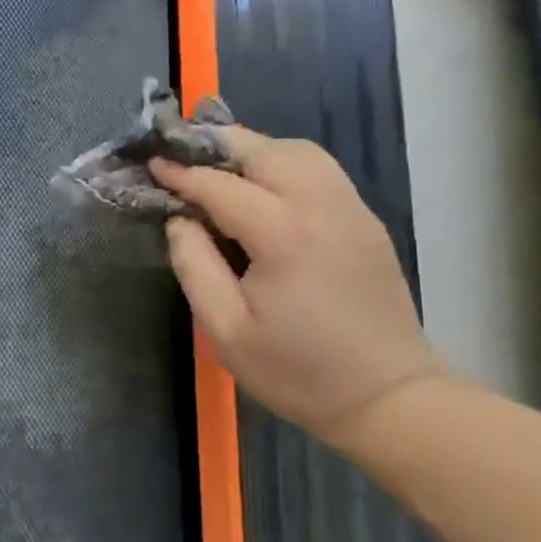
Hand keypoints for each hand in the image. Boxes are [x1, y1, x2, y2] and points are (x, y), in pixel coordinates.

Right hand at [151, 130, 443, 443]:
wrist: (388, 398)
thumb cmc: (298, 371)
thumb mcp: (226, 331)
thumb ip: (195, 266)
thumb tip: (179, 220)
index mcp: (285, 236)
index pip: (222, 187)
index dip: (182, 173)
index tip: (152, 163)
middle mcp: (322, 207)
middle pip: (264, 151)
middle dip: (217, 144)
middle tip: (180, 152)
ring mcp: (351, 209)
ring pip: (298, 151)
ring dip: (254, 149)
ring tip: (219, 164)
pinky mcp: (365, 220)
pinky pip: (320, 169)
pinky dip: (283, 161)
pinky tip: (263, 183)